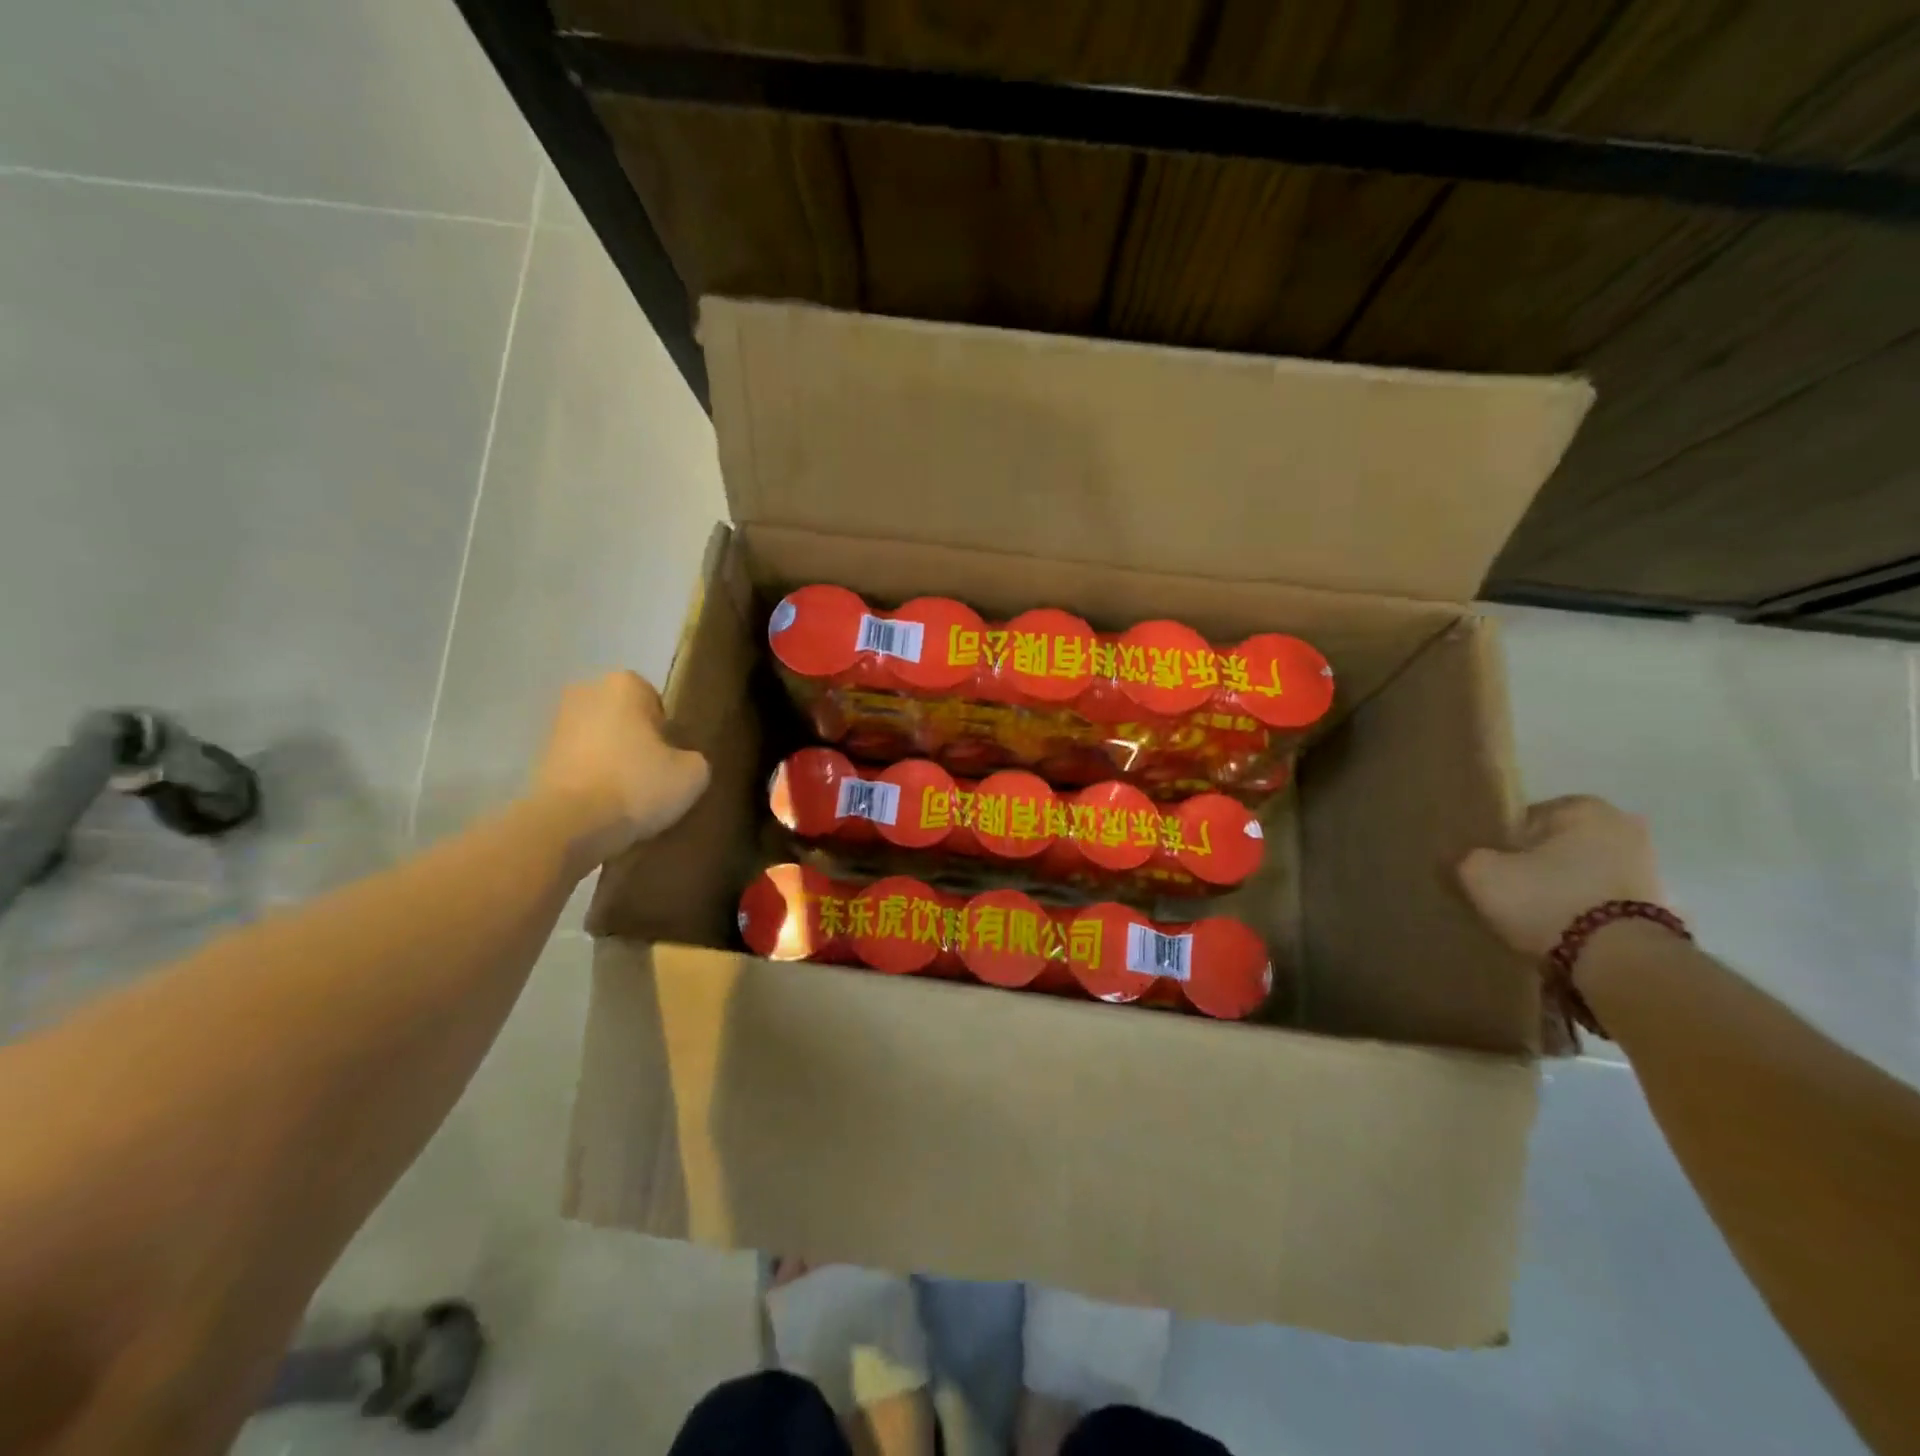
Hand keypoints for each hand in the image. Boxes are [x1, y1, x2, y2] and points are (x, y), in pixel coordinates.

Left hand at [530, 671, 708, 868]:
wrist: (568, 825)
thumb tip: (682, 762)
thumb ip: (694, 758)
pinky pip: (579, 766)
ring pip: (599, 742)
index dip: (668, 732)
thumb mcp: (692, 774)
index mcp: (624, 684)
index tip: (673, 760)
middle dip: (637, 742)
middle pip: (624, 719)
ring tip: (629, 798)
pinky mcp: (538, 760)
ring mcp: (555, 726)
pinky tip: (604, 808)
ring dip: (612, 762)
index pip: (656, 702)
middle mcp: (585, 693)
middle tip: (654, 777)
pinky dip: (590, 781)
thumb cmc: (636, 785)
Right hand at [1457, 796, 1666, 957]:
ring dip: (1560, 892)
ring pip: (1581, 875)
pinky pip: (1601, 903)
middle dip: (1536, 866)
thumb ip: (1466, 857)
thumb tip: (1467, 859)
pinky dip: (1582, 914)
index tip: (1489, 869)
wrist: (1620, 961)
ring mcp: (1648, 870)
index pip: (1525, 819)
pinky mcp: (1659, 909)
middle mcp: (1624, 829)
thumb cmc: (1546, 899)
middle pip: (1557, 847)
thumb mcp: (1480, 873)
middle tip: (1508, 893)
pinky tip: (1560, 934)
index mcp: (1584, 808)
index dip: (1500, 844)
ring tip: (1533, 919)